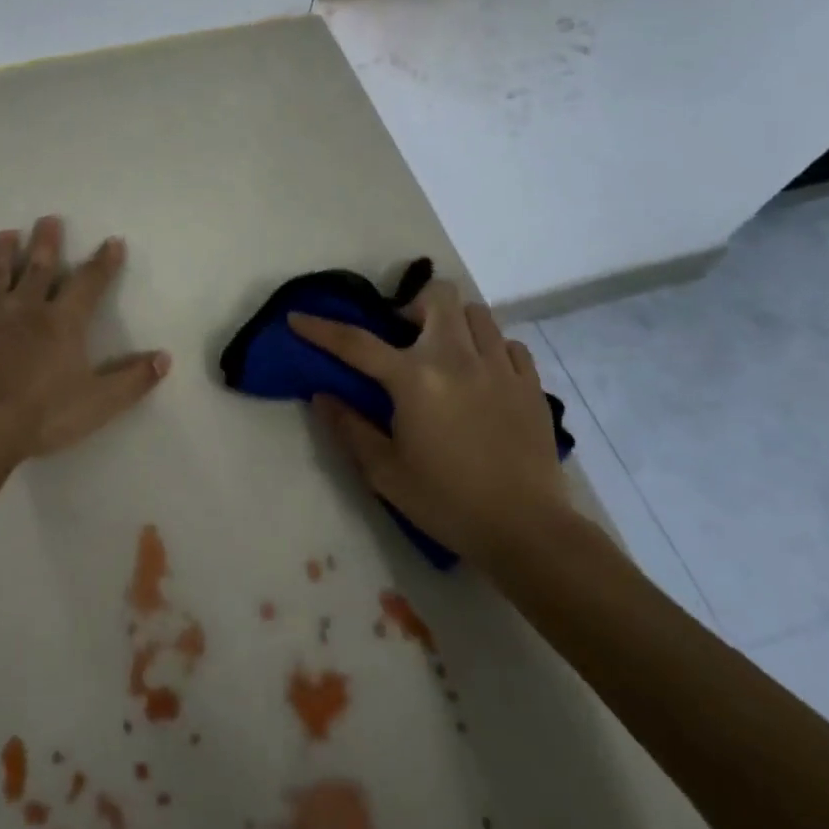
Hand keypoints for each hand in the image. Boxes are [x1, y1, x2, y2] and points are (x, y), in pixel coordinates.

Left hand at [0, 216, 170, 460]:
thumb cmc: (40, 414)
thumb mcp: (98, 403)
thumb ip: (133, 380)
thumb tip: (165, 357)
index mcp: (63, 323)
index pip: (89, 285)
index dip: (103, 264)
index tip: (111, 242)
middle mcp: (26, 307)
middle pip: (39, 267)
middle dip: (47, 242)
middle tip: (48, 219)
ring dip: (3, 251)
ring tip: (7, 233)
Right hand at [289, 277, 564, 564]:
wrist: (527, 531)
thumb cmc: (447, 502)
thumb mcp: (385, 472)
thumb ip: (350, 428)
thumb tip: (322, 395)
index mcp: (415, 379)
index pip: (357, 343)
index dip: (321, 328)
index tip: (297, 317)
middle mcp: (457, 358)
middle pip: (437, 297)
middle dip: (414, 305)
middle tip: (405, 336)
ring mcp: (499, 367)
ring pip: (476, 313)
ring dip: (454, 323)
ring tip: (446, 353)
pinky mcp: (531, 384)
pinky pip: (509, 344)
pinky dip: (490, 349)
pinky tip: (483, 375)